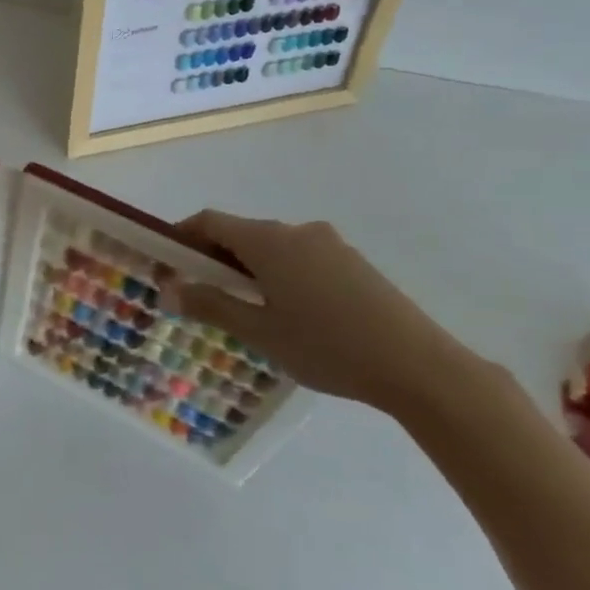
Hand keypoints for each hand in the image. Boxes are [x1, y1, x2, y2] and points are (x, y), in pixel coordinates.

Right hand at [168, 207, 479, 414]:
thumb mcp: (259, 332)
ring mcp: (330, 245)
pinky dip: (279, 275)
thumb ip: (211, 306)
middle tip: (202, 296)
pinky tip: (290, 314)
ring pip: (272, 247)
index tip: (168, 266)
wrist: (422, 367)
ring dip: (248, 269)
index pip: (209, 221)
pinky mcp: (354, 263)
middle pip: (241, 233)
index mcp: (269, 240)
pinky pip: (300, 258)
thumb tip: (168, 291)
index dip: (181, 238)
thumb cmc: (327, 346)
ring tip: (247, 311)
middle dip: (214, 258)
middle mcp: (297, 231)